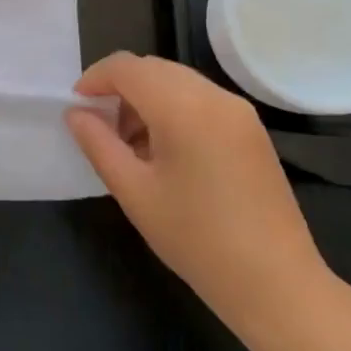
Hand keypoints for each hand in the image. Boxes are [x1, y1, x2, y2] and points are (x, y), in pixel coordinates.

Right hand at [67, 53, 332, 337]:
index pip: (127, 67)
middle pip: (153, 68)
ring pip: (177, 81)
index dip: (94, 78)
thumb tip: (76, 113)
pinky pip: (200, 100)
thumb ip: (98, 143)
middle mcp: (215, 97)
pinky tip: (164, 151)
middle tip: (100, 127)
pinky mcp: (252, 130)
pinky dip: (172, 109)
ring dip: (145, 98)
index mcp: (184, 108)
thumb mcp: (133, 191)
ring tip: (130, 145)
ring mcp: (240, 112)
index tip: (77, 107)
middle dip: (119, 88)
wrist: (274, 283)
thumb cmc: (195, 238)